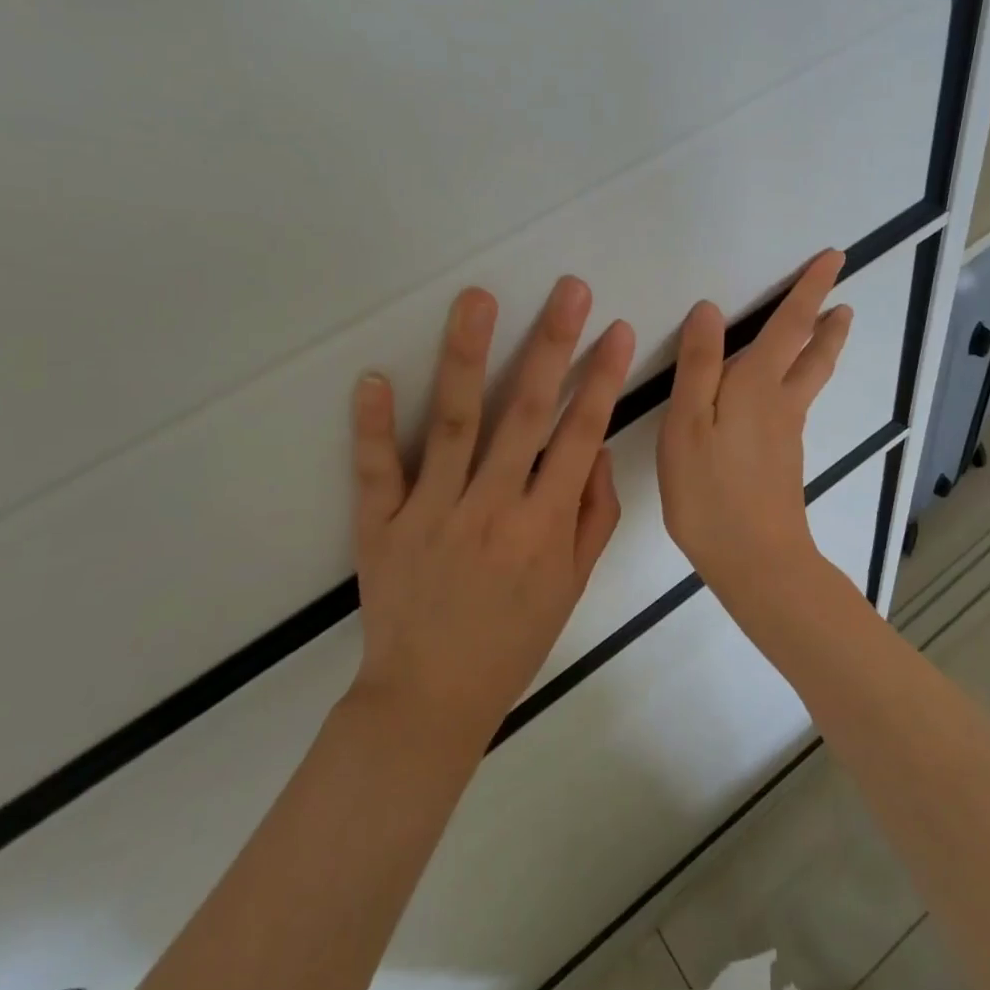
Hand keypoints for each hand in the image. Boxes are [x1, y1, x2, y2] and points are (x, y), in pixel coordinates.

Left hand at [347, 276, 635, 746]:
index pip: (581, 435)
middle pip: (525, 413)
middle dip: (551, 344)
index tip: (616, 329)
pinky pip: (377, 470)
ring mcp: (433, 513)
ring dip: (466, 356)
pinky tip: (373, 377)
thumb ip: (592, 515)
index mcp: (544, 525)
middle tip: (568, 290)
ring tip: (477, 299)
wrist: (430, 699)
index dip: (601, 379)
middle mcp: (493, 508)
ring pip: (454, 423)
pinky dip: (373, 425)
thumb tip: (595, 448)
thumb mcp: (572, 585)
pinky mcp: (382, 525)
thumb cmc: (512, 639)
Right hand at [657, 250, 851, 601]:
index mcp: (756, 385)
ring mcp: (787, 434)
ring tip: (833, 329)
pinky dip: (802, 380)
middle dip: (826, 320)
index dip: (809, 290)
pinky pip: (797, 404)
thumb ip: (698, 366)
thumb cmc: (710, 491)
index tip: (833, 259)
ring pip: (810, 379)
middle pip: (812, 353)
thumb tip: (709, 309)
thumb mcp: (687, 423)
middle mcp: (780, 403)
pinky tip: (786, 392)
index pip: (789, 325)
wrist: (757, 562)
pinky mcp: (784, 460)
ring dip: (823, 349)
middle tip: (843, 299)